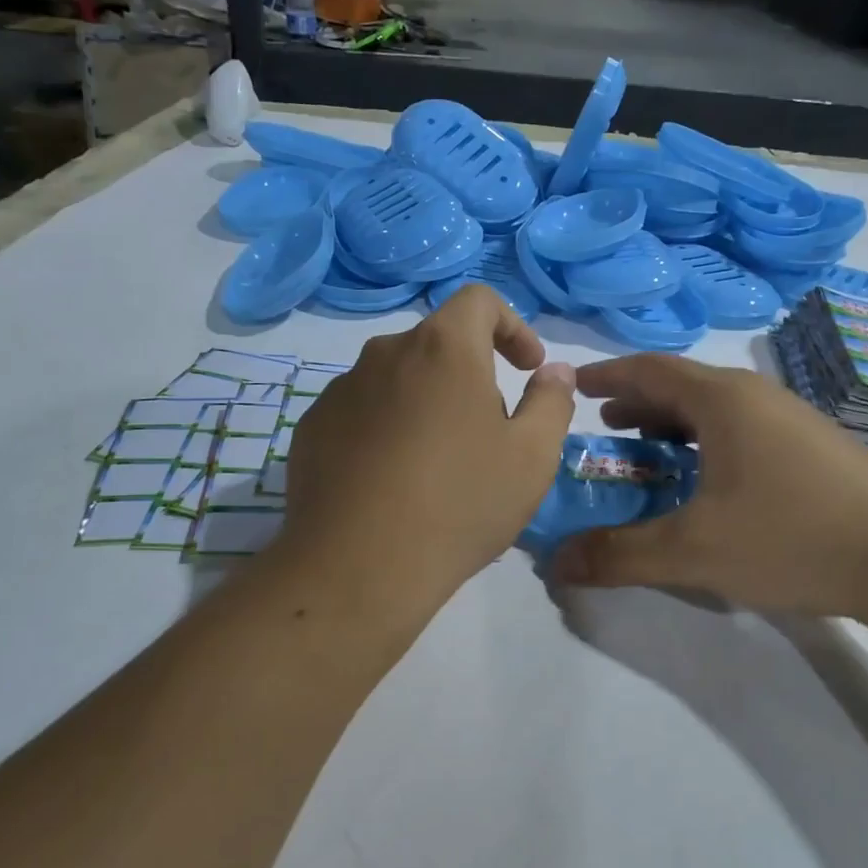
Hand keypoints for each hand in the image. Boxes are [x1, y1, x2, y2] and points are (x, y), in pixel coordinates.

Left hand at [277, 286, 575, 615]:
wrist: (357, 567)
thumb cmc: (460, 503)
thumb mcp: (532, 456)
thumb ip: (551, 401)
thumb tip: (554, 371)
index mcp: (443, 348)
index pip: (479, 300)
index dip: (512, 325)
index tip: (526, 368)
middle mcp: (386, 353)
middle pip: (438, 342)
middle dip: (472, 372)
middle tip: (490, 429)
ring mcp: (341, 390)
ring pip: (399, 378)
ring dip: (427, 401)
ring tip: (440, 463)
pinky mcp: (312, 428)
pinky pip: (363, 410)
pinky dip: (387, 427)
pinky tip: (394, 481)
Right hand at [550, 354, 867, 617]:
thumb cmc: (792, 535)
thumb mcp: (694, 550)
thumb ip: (620, 555)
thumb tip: (555, 563)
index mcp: (722, 399)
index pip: (649, 369)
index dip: (608, 374)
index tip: (575, 385)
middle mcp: (755, 396)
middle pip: (681, 386)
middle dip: (638, 403)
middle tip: (604, 426)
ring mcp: (790, 419)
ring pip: (715, 410)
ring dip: (673, 424)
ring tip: (647, 450)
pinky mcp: (812, 447)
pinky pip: (741, 430)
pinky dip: (706, 443)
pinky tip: (707, 480)